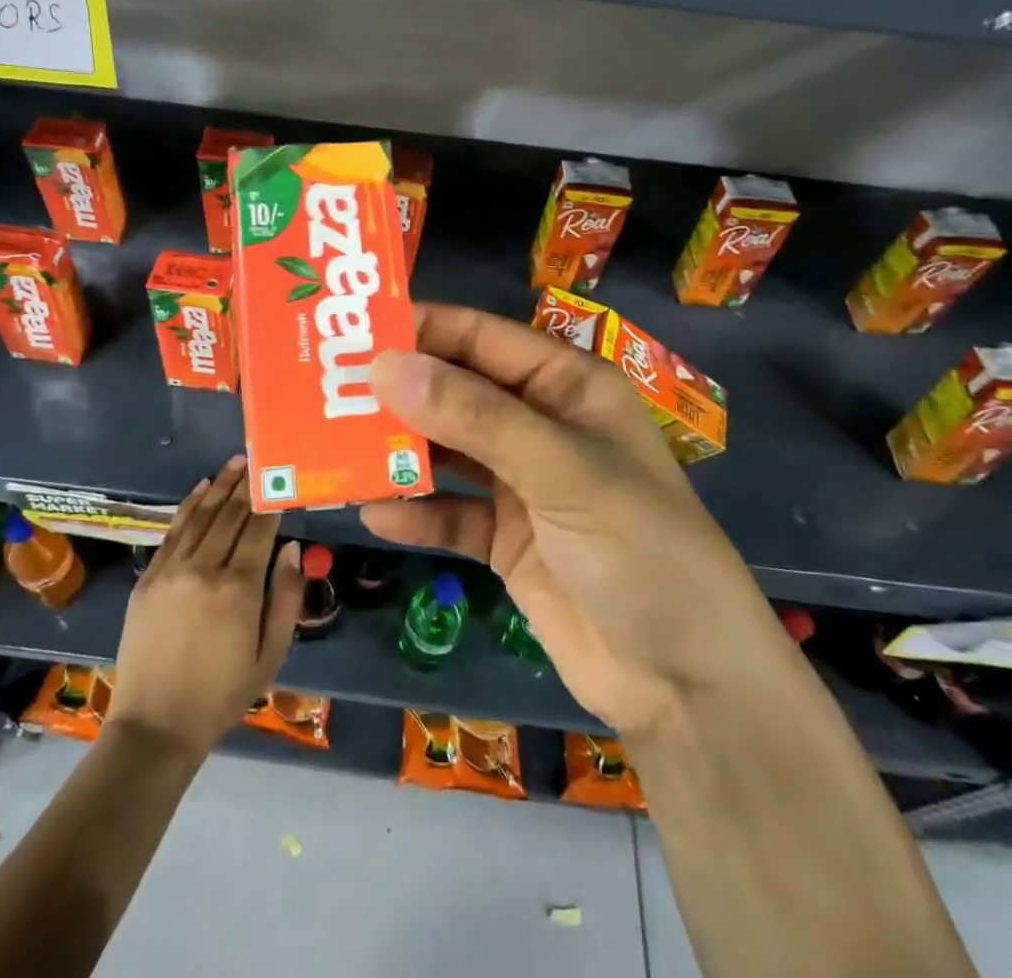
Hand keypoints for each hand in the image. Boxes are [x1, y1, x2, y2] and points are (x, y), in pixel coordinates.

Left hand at [108, 456, 304, 757]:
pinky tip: (201, 488)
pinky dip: (189, 506)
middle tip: (258, 458)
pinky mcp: (148, 578)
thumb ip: (285, 598)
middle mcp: (204, 569)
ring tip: (234, 462)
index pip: (260, 530)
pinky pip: (173, 531)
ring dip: (220, 486)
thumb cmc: (222, 694)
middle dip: (246, 484)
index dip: (271, 502)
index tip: (280, 479)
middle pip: (230, 515)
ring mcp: (171, 570)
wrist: (155, 725)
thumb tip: (291, 548)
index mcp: (238, 588)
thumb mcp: (270, 654)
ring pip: (201, 516)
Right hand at [363, 304, 791, 741]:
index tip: (354, 332)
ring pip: (447, 454)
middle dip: (399, 392)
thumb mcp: (561, 469)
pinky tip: (373, 517)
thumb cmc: (637, 548)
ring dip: (399, 454)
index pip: (483, 338)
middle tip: (327, 389)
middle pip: (457, 393)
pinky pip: (450, 516)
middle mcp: (540, 426)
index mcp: (567, 387)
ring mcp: (522, 485)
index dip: (422, 329)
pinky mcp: (506, 540)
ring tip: (335, 449)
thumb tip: (386, 366)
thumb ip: (474, 415)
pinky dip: (416, 516)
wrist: (684, 682)